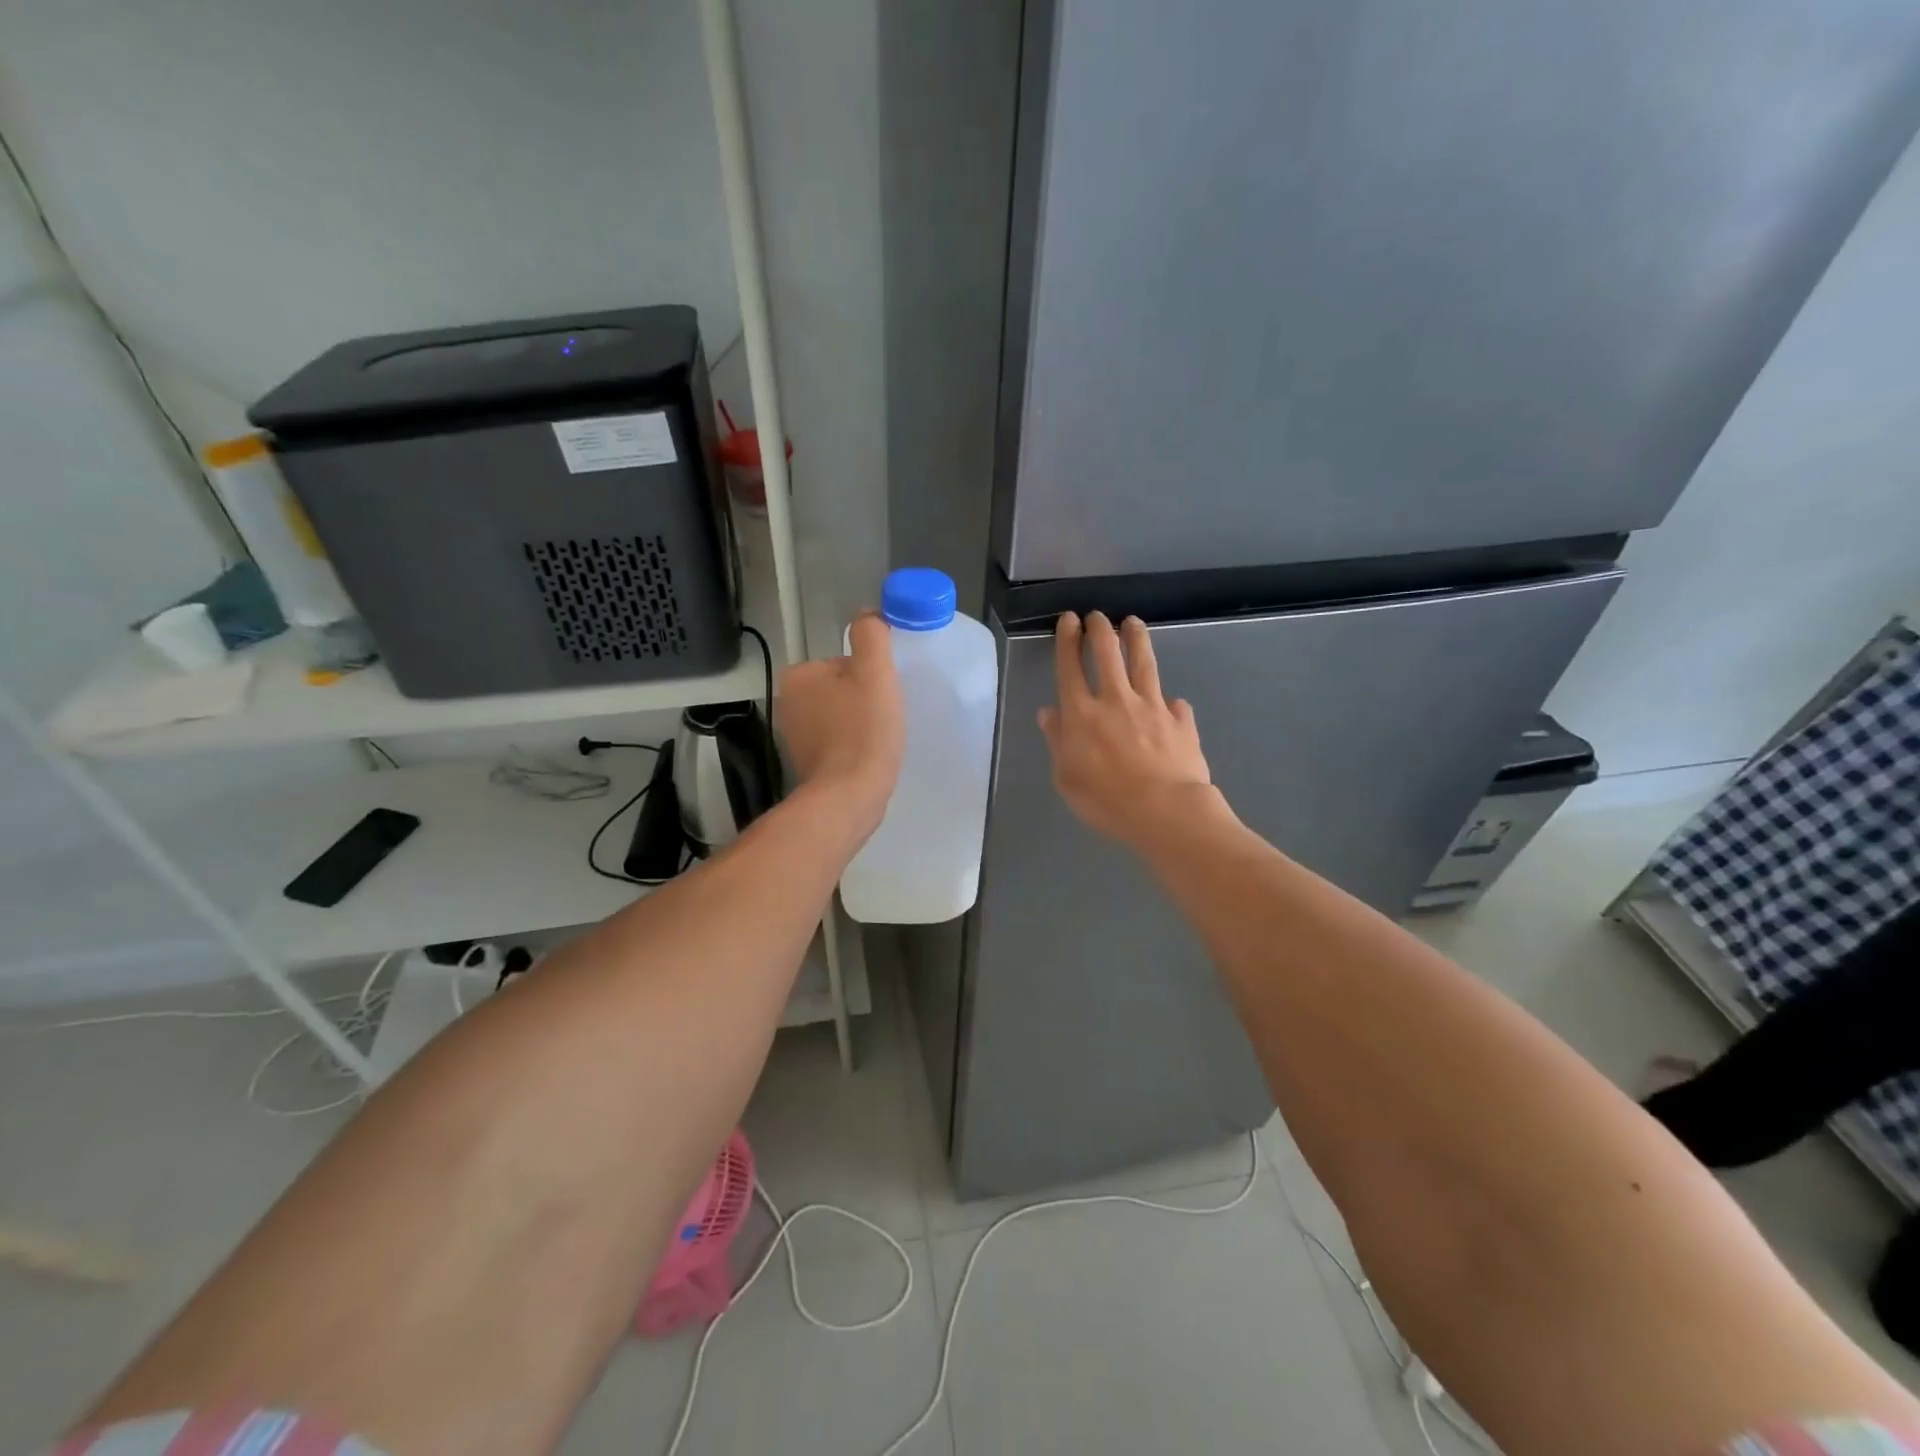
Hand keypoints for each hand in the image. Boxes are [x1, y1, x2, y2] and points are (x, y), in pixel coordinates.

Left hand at [777, 611, 904, 830]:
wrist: (850, 796)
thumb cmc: (863, 731)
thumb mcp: (874, 672)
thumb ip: (871, 636)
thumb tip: (868, 616)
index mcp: (798, 676)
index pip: (844, 663)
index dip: (871, 677)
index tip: (881, 697)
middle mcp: (788, 703)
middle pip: (842, 688)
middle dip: (864, 701)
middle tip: (882, 719)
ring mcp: (795, 736)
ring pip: (841, 716)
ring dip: (861, 724)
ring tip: (877, 740)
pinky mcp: (807, 763)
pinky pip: (838, 742)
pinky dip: (854, 746)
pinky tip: (867, 757)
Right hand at [1038, 612, 1215, 846]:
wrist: (1165, 811)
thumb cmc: (1106, 800)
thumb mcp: (1066, 777)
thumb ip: (1058, 741)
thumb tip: (1050, 713)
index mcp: (1082, 714)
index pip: (1070, 667)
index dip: (1068, 640)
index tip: (1069, 619)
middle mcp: (1116, 700)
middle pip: (1107, 653)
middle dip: (1100, 629)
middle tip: (1097, 616)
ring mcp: (1152, 706)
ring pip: (1143, 662)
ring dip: (1136, 638)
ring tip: (1133, 623)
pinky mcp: (1181, 720)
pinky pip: (1175, 704)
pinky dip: (1169, 701)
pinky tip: (1172, 703)